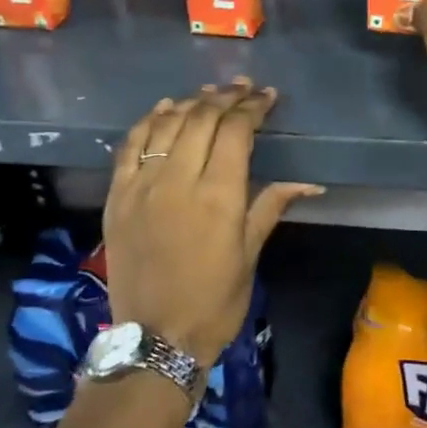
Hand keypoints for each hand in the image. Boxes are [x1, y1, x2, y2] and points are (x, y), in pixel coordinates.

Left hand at [103, 79, 322, 367]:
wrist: (155, 338)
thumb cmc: (214, 301)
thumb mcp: (250, 254)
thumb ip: (271, 206)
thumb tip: (309, 182)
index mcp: (218, 196)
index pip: (235, 131)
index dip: (252, 108)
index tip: (266, 97)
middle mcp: (178, 180)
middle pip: (201, 119)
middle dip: (226, 98)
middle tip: (243, 89)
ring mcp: (142, 186)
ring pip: (166, 125)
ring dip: (190, 103)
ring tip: (209, 94)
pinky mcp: (117, 196)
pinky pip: (129, 146)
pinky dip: (148, 121)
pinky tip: (164, 109)